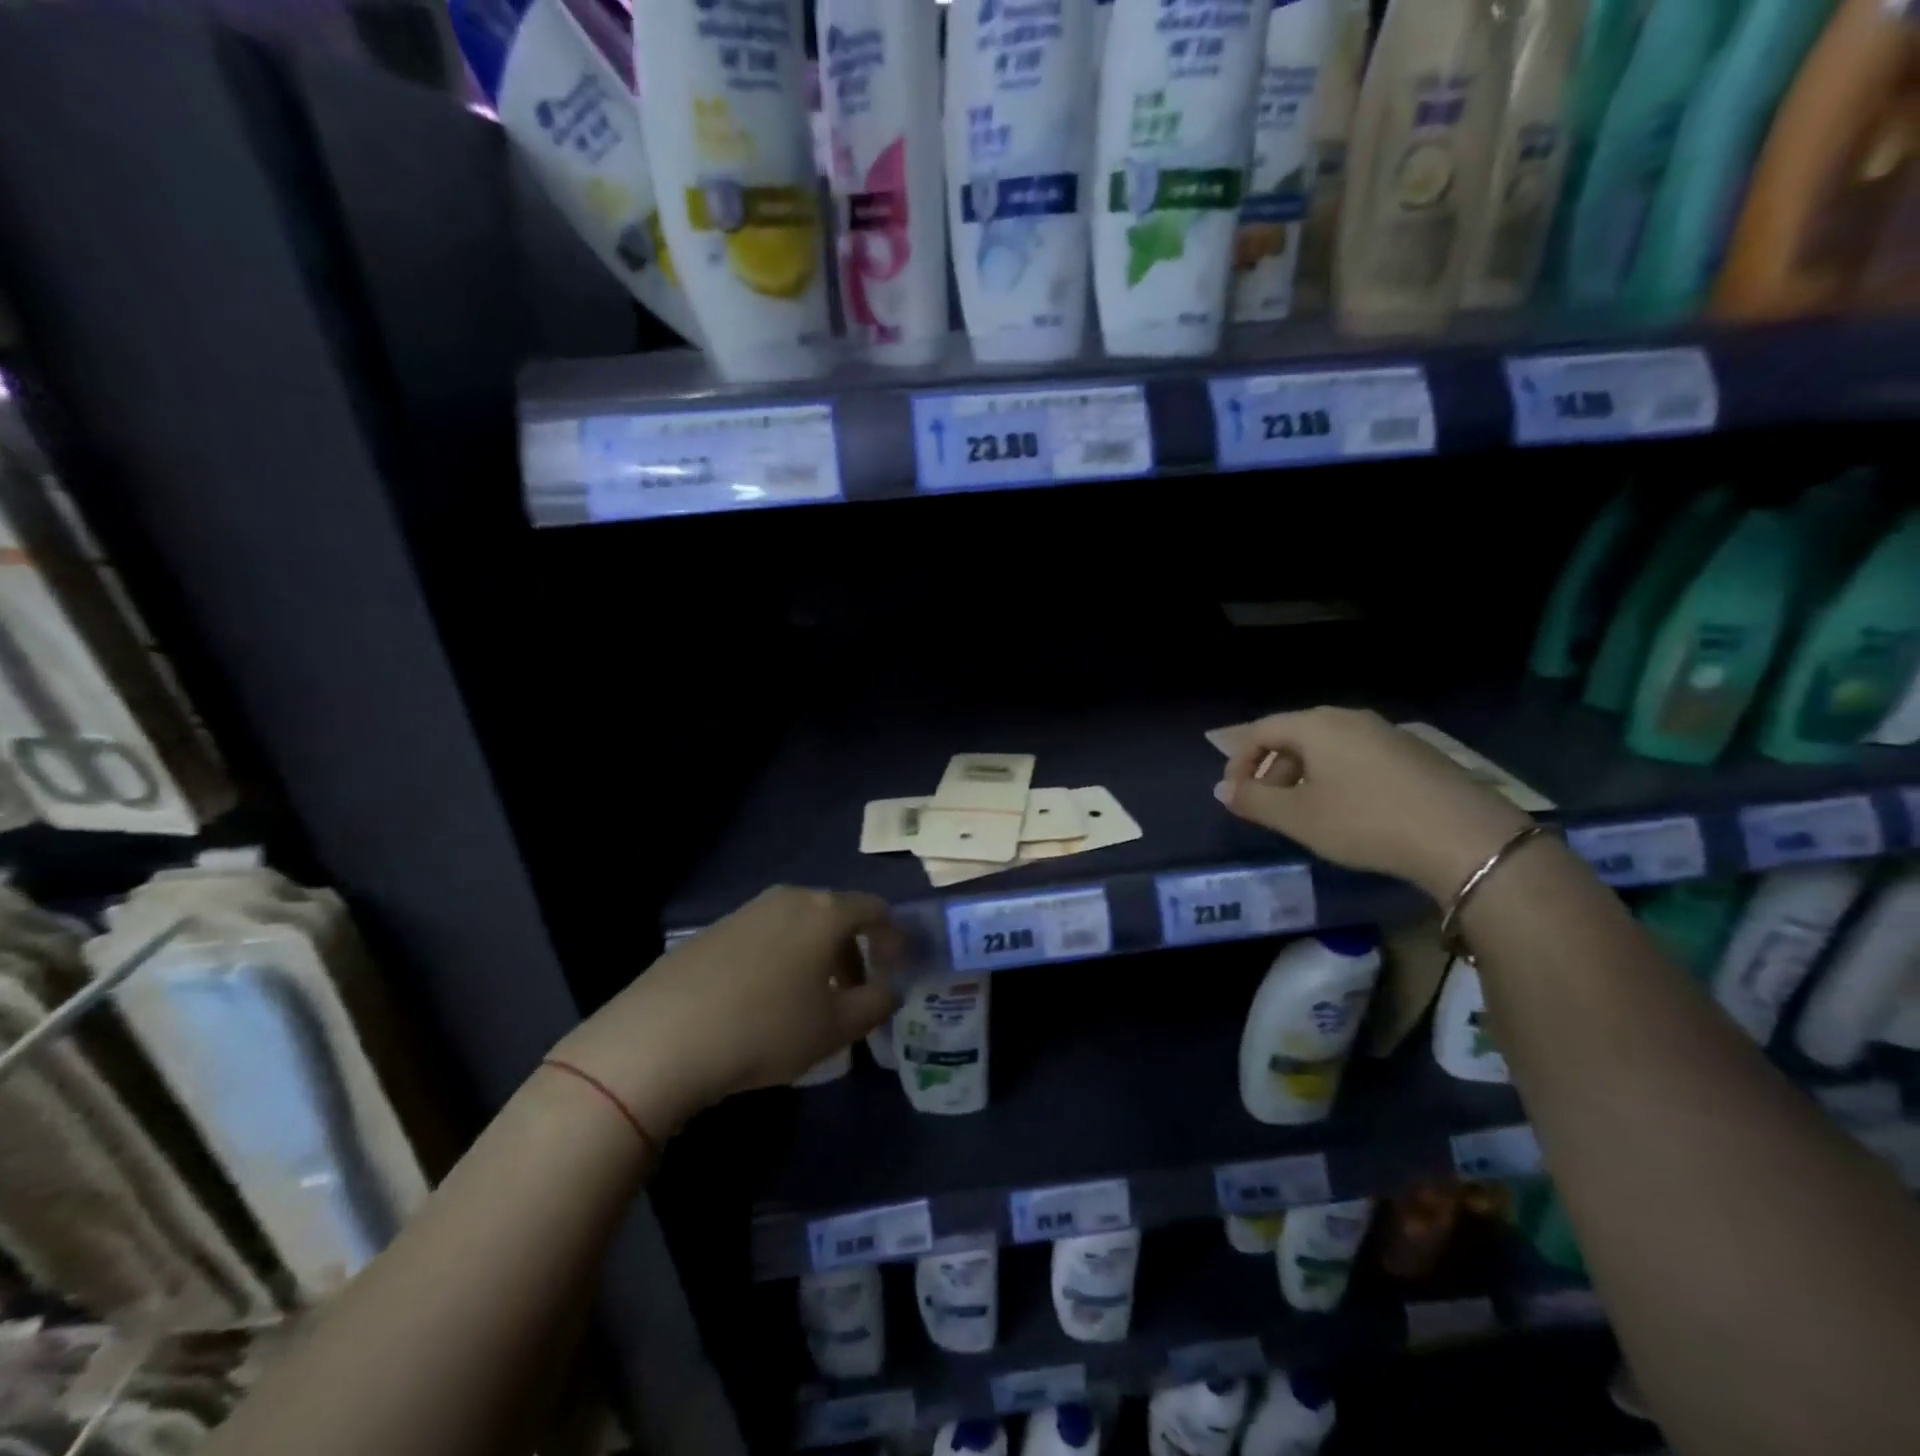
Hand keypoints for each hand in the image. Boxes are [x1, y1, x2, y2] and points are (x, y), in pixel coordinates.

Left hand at [549, 886, 904, 1137]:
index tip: (899, 969)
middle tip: (856, 994)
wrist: (662, 1037)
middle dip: (853, 952)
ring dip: (816, 958)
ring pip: (798, 926)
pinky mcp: (711, 931)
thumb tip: (890, 990)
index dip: (893, 938)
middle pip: (835, 916)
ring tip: (811, 1003)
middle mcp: (787, 899)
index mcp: (824, 912)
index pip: (874, 910)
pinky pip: (764, 938)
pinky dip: (781, 961)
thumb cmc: (766, 1028)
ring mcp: (745, 911)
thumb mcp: (834, 1028)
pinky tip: (764, 1003)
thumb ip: (875, 1005)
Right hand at [1212, 707, 1532, 901]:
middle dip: (1272, 770)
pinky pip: (1359, 757)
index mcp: (1316, 725)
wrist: (1466, 838)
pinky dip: (1338, 778)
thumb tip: (1222, 789)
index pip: (1260, 731)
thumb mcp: (1298, 818)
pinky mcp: (1416, 754)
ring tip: (1306, 813)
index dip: (1239, 762)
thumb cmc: (1366, 822)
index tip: (1234, 795)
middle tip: (1267, 807)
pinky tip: (1351, 812)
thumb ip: (1253, 801)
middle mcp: (1350, 718)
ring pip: (1328, 747)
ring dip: (1304, 776)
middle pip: (1294, 735)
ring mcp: (1388, 733)